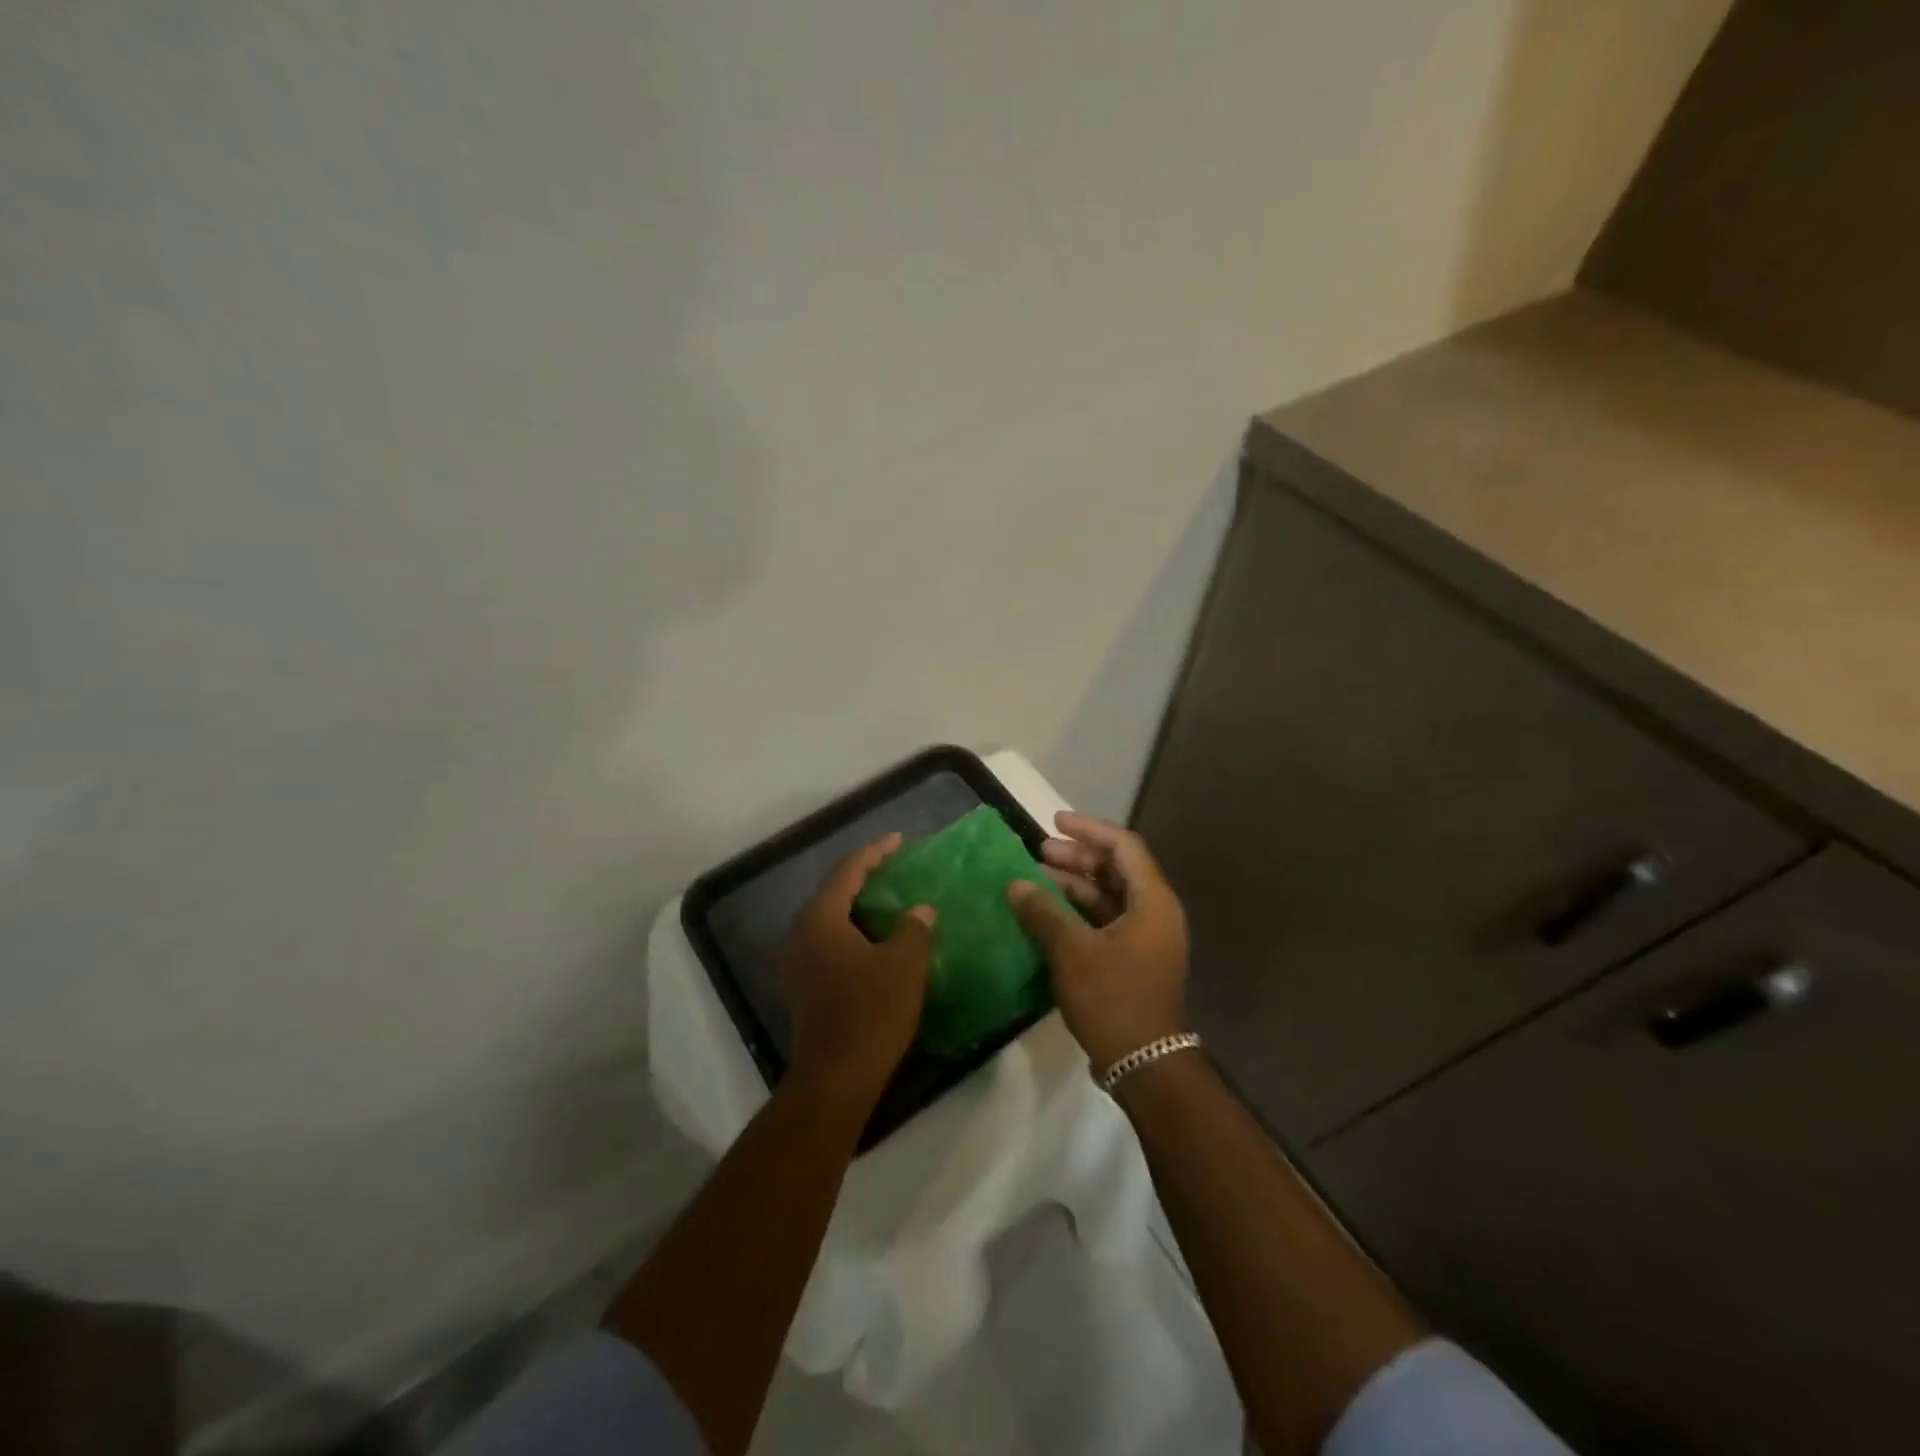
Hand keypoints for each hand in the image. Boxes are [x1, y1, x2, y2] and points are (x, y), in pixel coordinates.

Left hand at [777, 833, 933, 1111]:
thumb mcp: (904, 965)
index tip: (899, 840)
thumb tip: (919, 911)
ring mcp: (796, 963)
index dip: (875, 852)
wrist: (835, 1078)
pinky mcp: (801, 987)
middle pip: (834, 893)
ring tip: (887, 900)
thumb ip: (913, 929)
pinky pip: (827, 943)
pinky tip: (873, 940)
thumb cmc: (871, 1013)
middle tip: (894, 868)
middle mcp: (799, 934)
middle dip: (864, 878)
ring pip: (829, 921)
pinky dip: (850, 933)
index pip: (848, 872)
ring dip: (857, 908)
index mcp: (820, 919)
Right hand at [1008, 812, 1188, 1074]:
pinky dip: (1077, 910)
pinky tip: (1046, 911)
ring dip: (1074, 883)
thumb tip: (1016, 885)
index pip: (1124, 846)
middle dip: (1077, 857)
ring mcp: (1145, 937)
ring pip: (1108, 895)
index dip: (1089, 829)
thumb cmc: (1112, 998)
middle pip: (1116, 869)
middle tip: (1039, 851)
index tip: (1055, 822)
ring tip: (1035, 877)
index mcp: (1152, 901)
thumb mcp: (1072, 951)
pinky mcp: (1133, 958)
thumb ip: (1043, 912)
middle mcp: (1154, 912)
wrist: (1143, 1063)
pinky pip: (1105, 919)